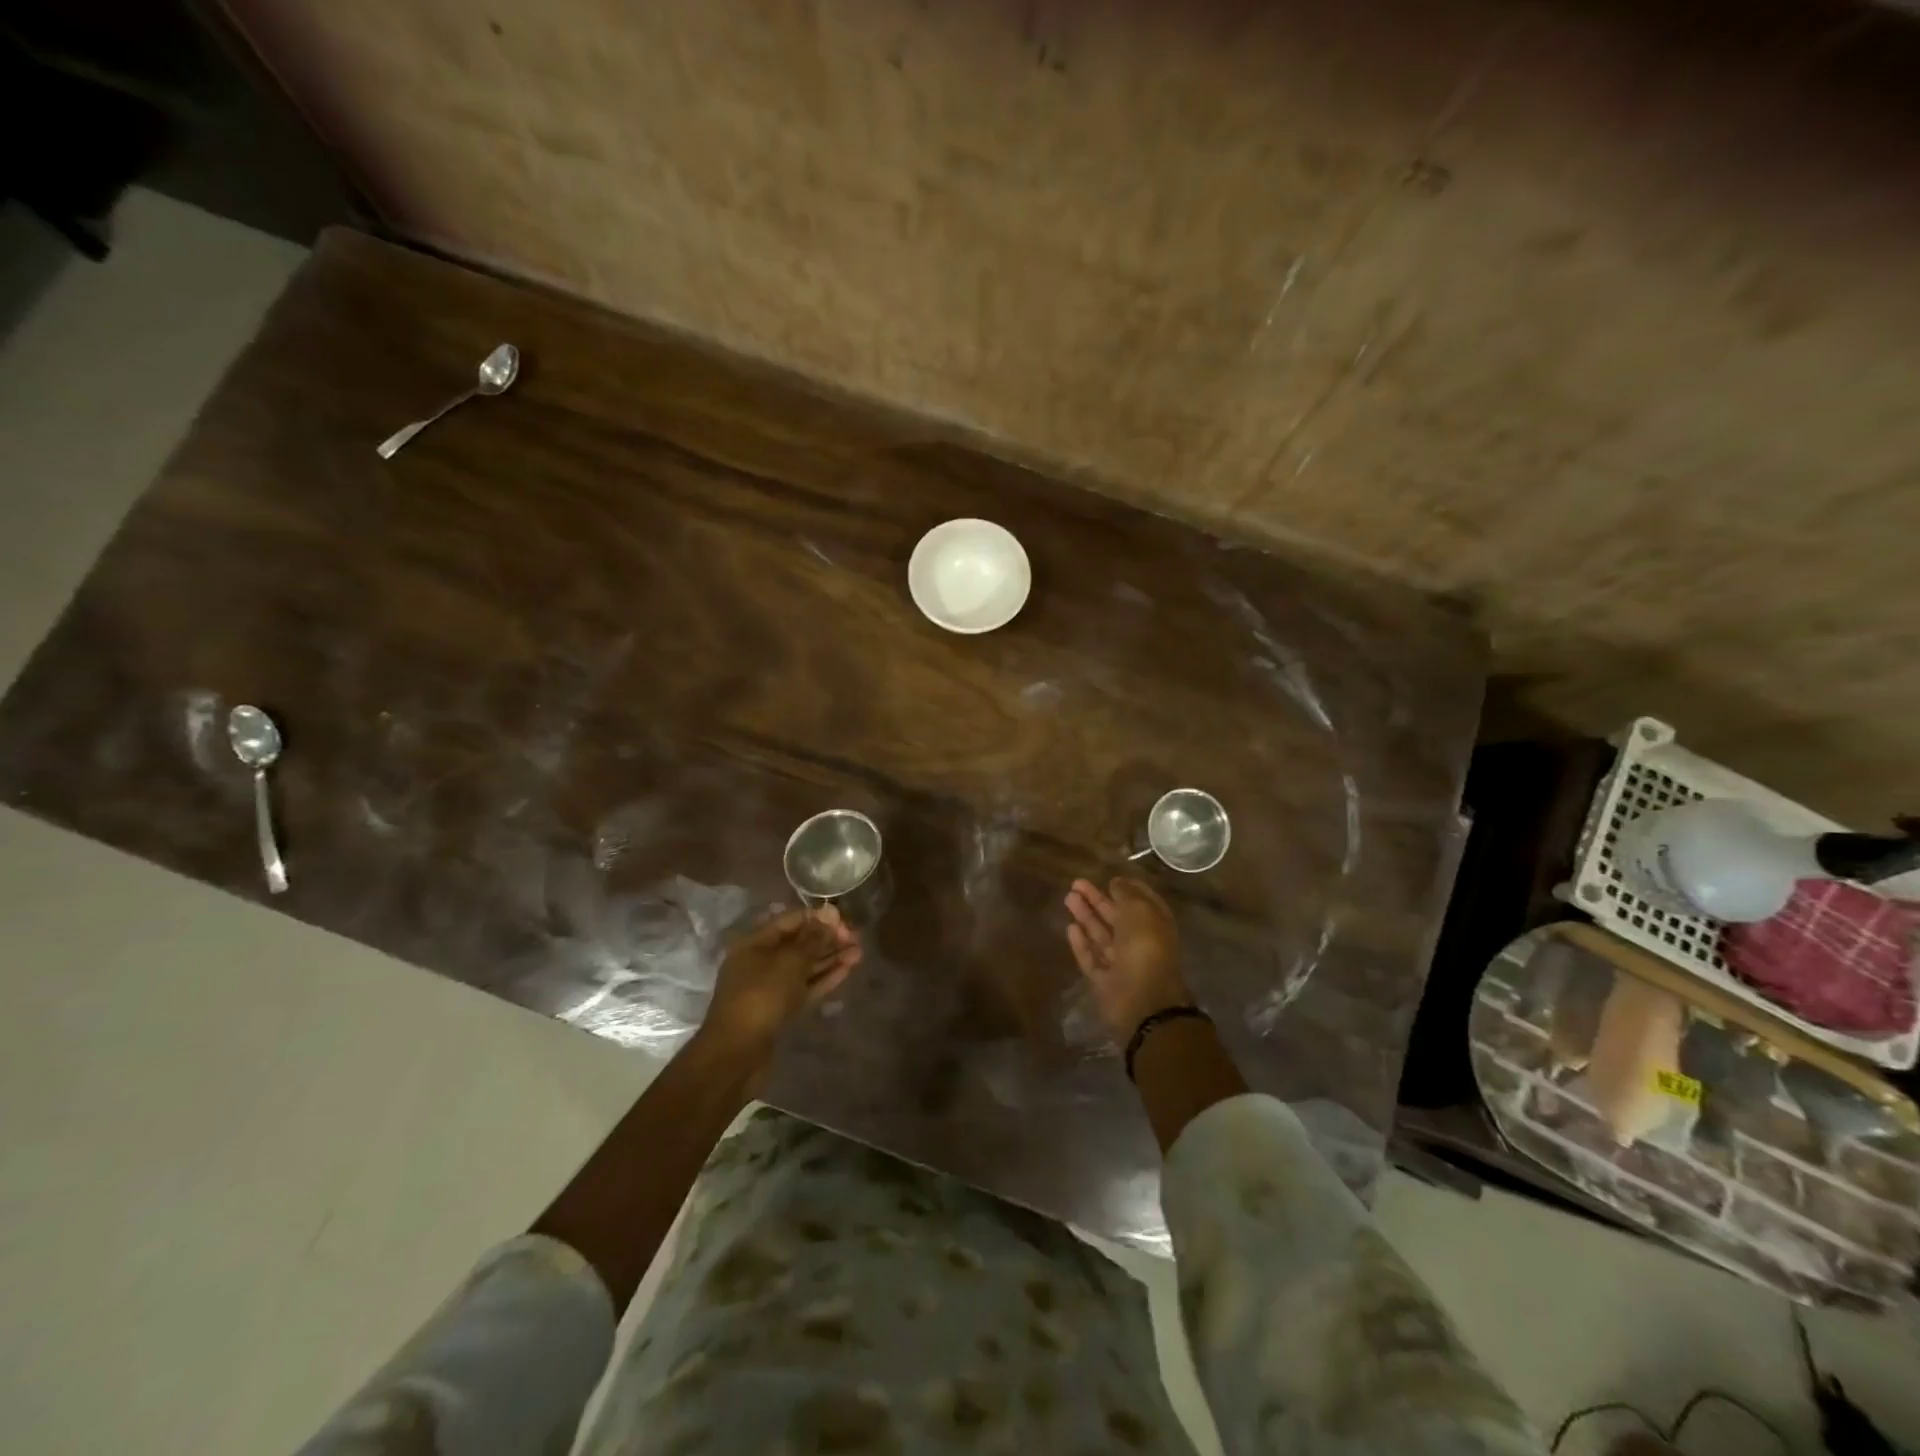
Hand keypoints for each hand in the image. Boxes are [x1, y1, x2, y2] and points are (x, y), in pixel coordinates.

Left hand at [702, 905, 860, 1068]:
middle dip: (828, 939)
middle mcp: (761, 962)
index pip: (791, 921)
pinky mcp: (780, 1010)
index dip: (818, 918)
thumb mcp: (789, 962)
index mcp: (755, 944)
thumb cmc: (760, 997)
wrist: (736, 1055)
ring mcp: (770, 988)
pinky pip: (805, 988)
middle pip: (799, 944)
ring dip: (830, 959)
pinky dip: (824, 978)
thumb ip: (812, 938)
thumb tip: (830, 913)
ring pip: (804, 967)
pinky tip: (846, 970)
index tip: (845, 921)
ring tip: (859, 953)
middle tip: (857, 938)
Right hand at [1064, 877, 1190, 1038]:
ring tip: (1068, 898)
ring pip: (1101, 935)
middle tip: (1076, 884)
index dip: (1126, 888)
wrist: (1143, 1000)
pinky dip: (1082, 944)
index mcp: (1155, 925)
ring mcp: (1122, 964)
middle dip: (1097, 900)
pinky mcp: (1105, 981)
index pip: (1141, 901)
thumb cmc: (1145, 948)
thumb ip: (1126, 893)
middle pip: (1116, 917)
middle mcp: (1139, 943)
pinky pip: (1092, 959)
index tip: (1108, 877)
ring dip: (1086, 916)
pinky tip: (1070, 928)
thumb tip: (1116, 882)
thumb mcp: (1140, 910)